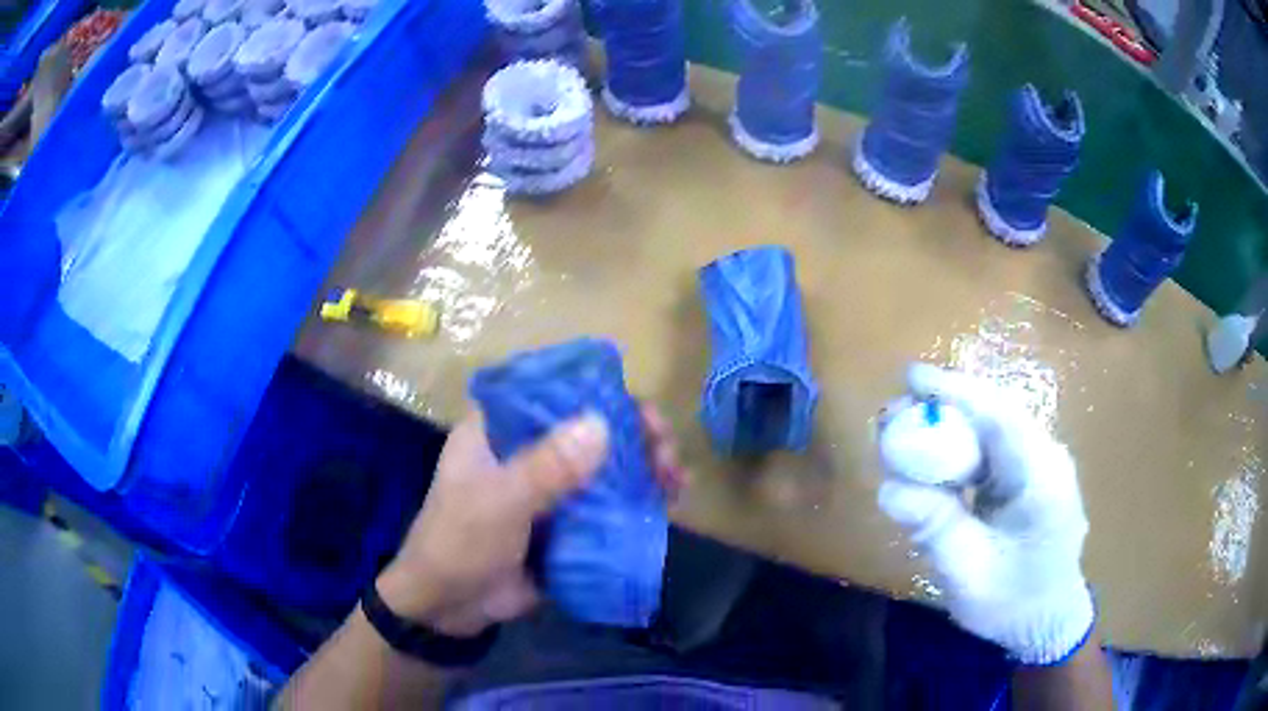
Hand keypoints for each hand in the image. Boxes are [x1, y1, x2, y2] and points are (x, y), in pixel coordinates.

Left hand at [377, 404, 685, 636]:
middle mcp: (526, 449)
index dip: (597, 391)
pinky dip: (637, 502)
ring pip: (604, 466)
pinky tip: (668, 504)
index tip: (637, 406)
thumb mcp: (498, 503)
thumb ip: (546, 468)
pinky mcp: (565, 523)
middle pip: (588, 428)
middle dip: (633, 434)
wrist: (448, 607)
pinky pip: (607, 504)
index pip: (551, 391)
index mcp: (498, 429)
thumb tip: (603, 423)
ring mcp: (548, 488)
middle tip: (666, 447)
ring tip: (676, 479)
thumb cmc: (458, 543)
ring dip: (643, 468)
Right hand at [877, 364, 1093, 664]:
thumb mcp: (969, 575)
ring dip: (947, 426)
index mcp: (1043, 479)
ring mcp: (1038, 462)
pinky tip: (930, 461)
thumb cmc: (1014, 603)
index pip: (1002, 417)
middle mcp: (1045, 457)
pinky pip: (988, 448)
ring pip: (990, 427)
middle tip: (892, 416)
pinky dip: (956, 449)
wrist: (1047, 620)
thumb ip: (935, 529)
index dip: (957, 392)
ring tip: (901, 435)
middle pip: (994, 413)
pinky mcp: (1026, 473)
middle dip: (944, 406)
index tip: (911, 378)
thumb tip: (887, 489)